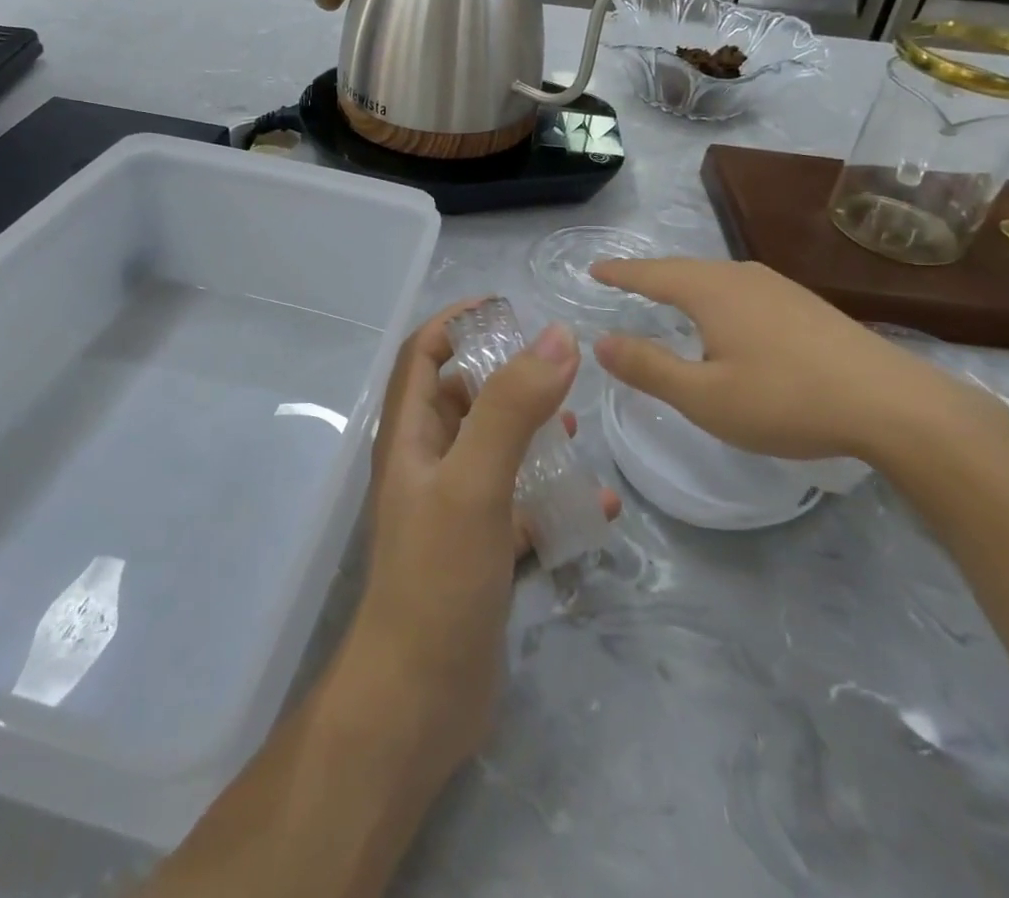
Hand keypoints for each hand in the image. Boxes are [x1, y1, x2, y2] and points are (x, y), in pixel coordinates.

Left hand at [336, 305, 618, 784]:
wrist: (418, 701)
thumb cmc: (437, 578)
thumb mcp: (475, 480)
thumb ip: (512, 407)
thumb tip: (556, 336)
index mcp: (410, 435)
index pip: (423, 353)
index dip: (456, 322)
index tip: (507, 308)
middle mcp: (426, 462)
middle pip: (462, 398)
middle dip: (507, 378)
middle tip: (559, 373)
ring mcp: (452, 508)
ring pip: (494, 451)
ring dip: (533, 434)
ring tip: (578, 433)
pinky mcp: (478, 550)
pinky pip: (519, 507)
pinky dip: (552, 499)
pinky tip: (598, 510)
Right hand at [592, 259, 994, 464]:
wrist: (895, 405)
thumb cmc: (787, 400)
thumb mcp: (705, 397)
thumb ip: (649, 368)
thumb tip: (601, 341)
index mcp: (711, 291)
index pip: (651, 274)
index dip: (620, 273)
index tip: (594, 268)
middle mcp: (742, 277)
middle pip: (683, 269)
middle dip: (650, 275)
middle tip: (622, 282)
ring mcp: (779, 287)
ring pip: (716, 277)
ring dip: (684, 284)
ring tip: (666, 296)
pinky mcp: (805, 304)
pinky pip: (742, 289)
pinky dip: (715, 295)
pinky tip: (727, 317)